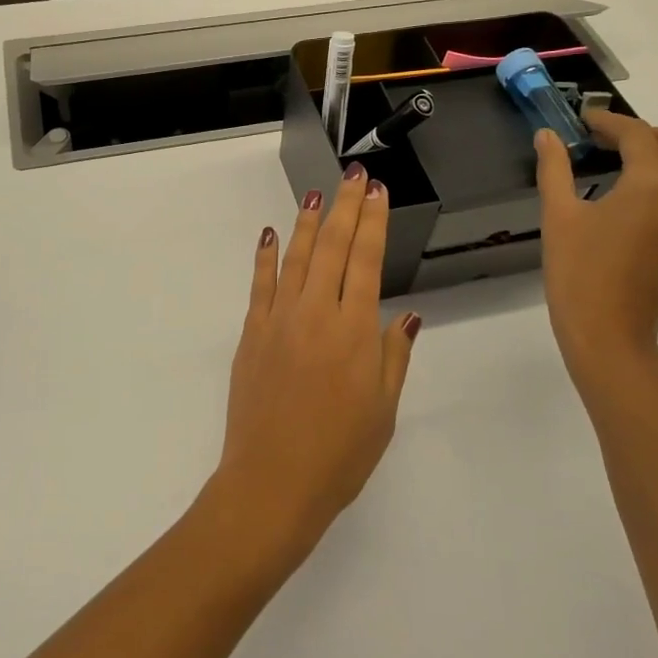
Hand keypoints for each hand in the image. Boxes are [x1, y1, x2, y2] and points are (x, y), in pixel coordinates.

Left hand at [211, 163, 420, 571]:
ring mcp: (279, 319)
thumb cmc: (339, 454)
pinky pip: (260, 284)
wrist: (272, 482)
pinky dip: (265, 256)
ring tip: (318, 194)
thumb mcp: (383, 410)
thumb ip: (393, 355)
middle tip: (354, 176)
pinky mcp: (251, 332)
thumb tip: (405, 314)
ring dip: (308, 221)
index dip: (374, 222)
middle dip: (346, 207)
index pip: (367, 260)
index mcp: (355, 331)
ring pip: (297, 257)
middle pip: (334, 247)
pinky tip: (269, 234)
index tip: (378, 193)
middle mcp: (316, 313)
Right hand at [535, 109, 657, 383]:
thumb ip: (554, 168)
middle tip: (599, 139)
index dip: (608, 121)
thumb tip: (547, 135)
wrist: (609, 332)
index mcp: (652, 183)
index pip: (637, 134)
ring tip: (622, 159)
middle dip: (638, 132)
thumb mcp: (558, 215)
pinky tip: (635, 188)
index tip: (581, 120)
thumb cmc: (578, 272)